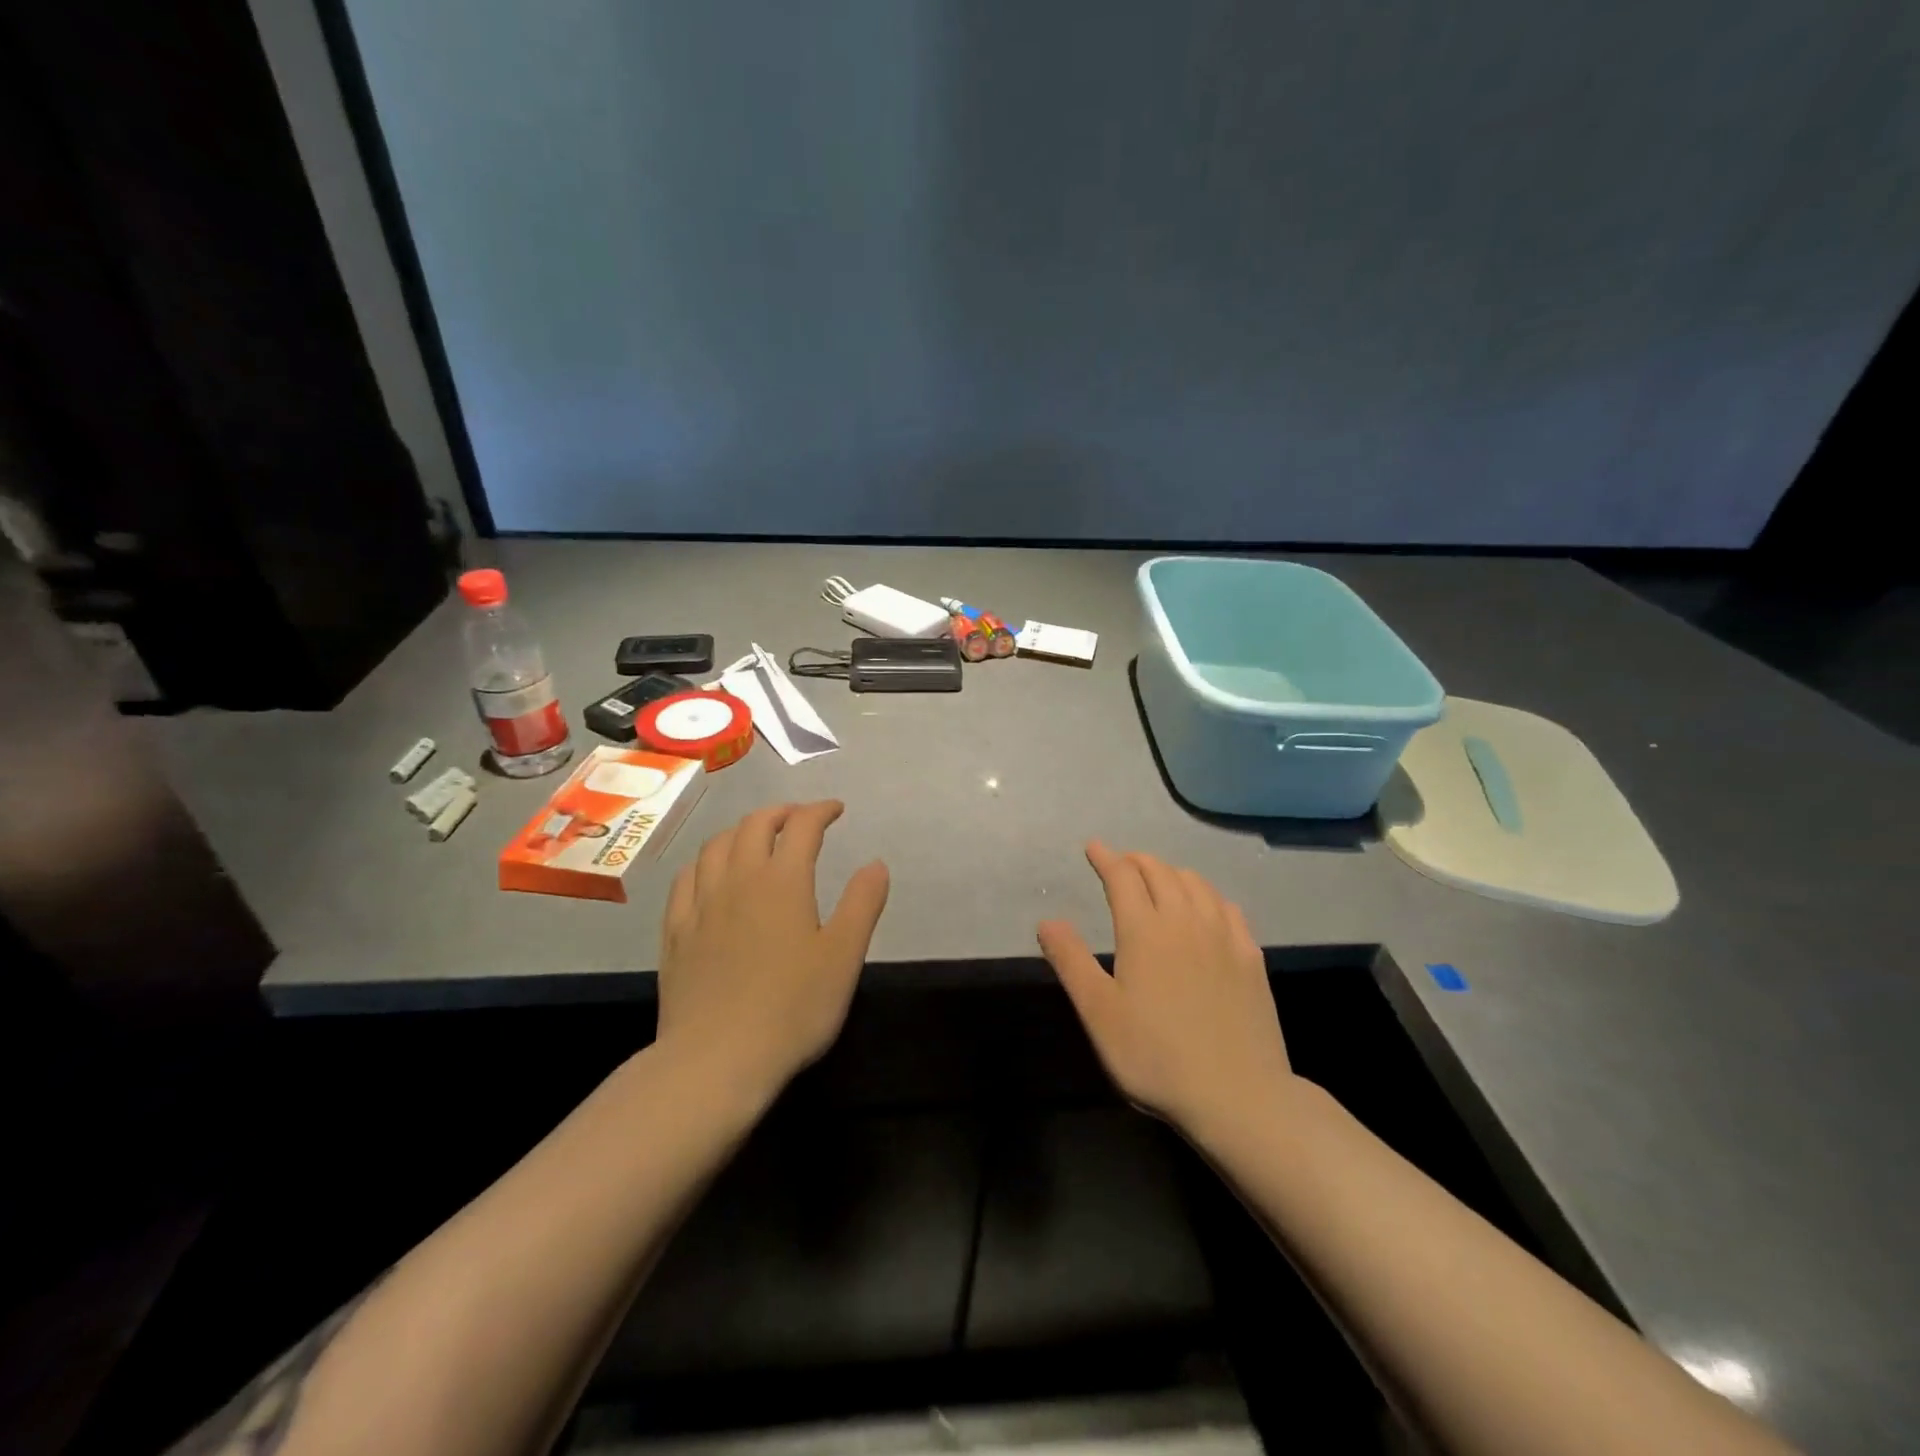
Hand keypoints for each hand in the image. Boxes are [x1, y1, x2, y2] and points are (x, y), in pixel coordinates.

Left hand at [657, 801, 889, 1099]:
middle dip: (780, 813)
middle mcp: (738, 880)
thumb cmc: (792, 1007)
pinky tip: (709, 873)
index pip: (802, 826)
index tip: (836, 810)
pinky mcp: (675, 932)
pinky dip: (705, 862)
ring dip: (740, 830)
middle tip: (799, 819)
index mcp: (782, 881)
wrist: (717, 1059)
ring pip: (716, 846)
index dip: (820, 811)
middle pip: (754, 825)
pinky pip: (686, 879)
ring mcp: (700, 904)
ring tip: (756, 837)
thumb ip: (862, 904)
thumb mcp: (843, 956)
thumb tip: (875, 864)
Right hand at [1038, 843, 1292, 1132]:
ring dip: (1172, 872)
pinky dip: (1208, 895)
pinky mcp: (1251, 958)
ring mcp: (1224, 937)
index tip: (1093, 847)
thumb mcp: (1099, 1013)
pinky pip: (1228, 907)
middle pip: (1160, 872)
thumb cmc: (1155, 1056)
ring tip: (1159, 879)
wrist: (1238, 1095)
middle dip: (1136, 860)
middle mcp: (1185, 921)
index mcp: (1144, 930)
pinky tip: (1207, 908)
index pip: (1123, 877)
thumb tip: (1047, 920)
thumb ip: (1071, 961)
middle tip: (1122, 864)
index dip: (1106, 858)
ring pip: (1196, 884)